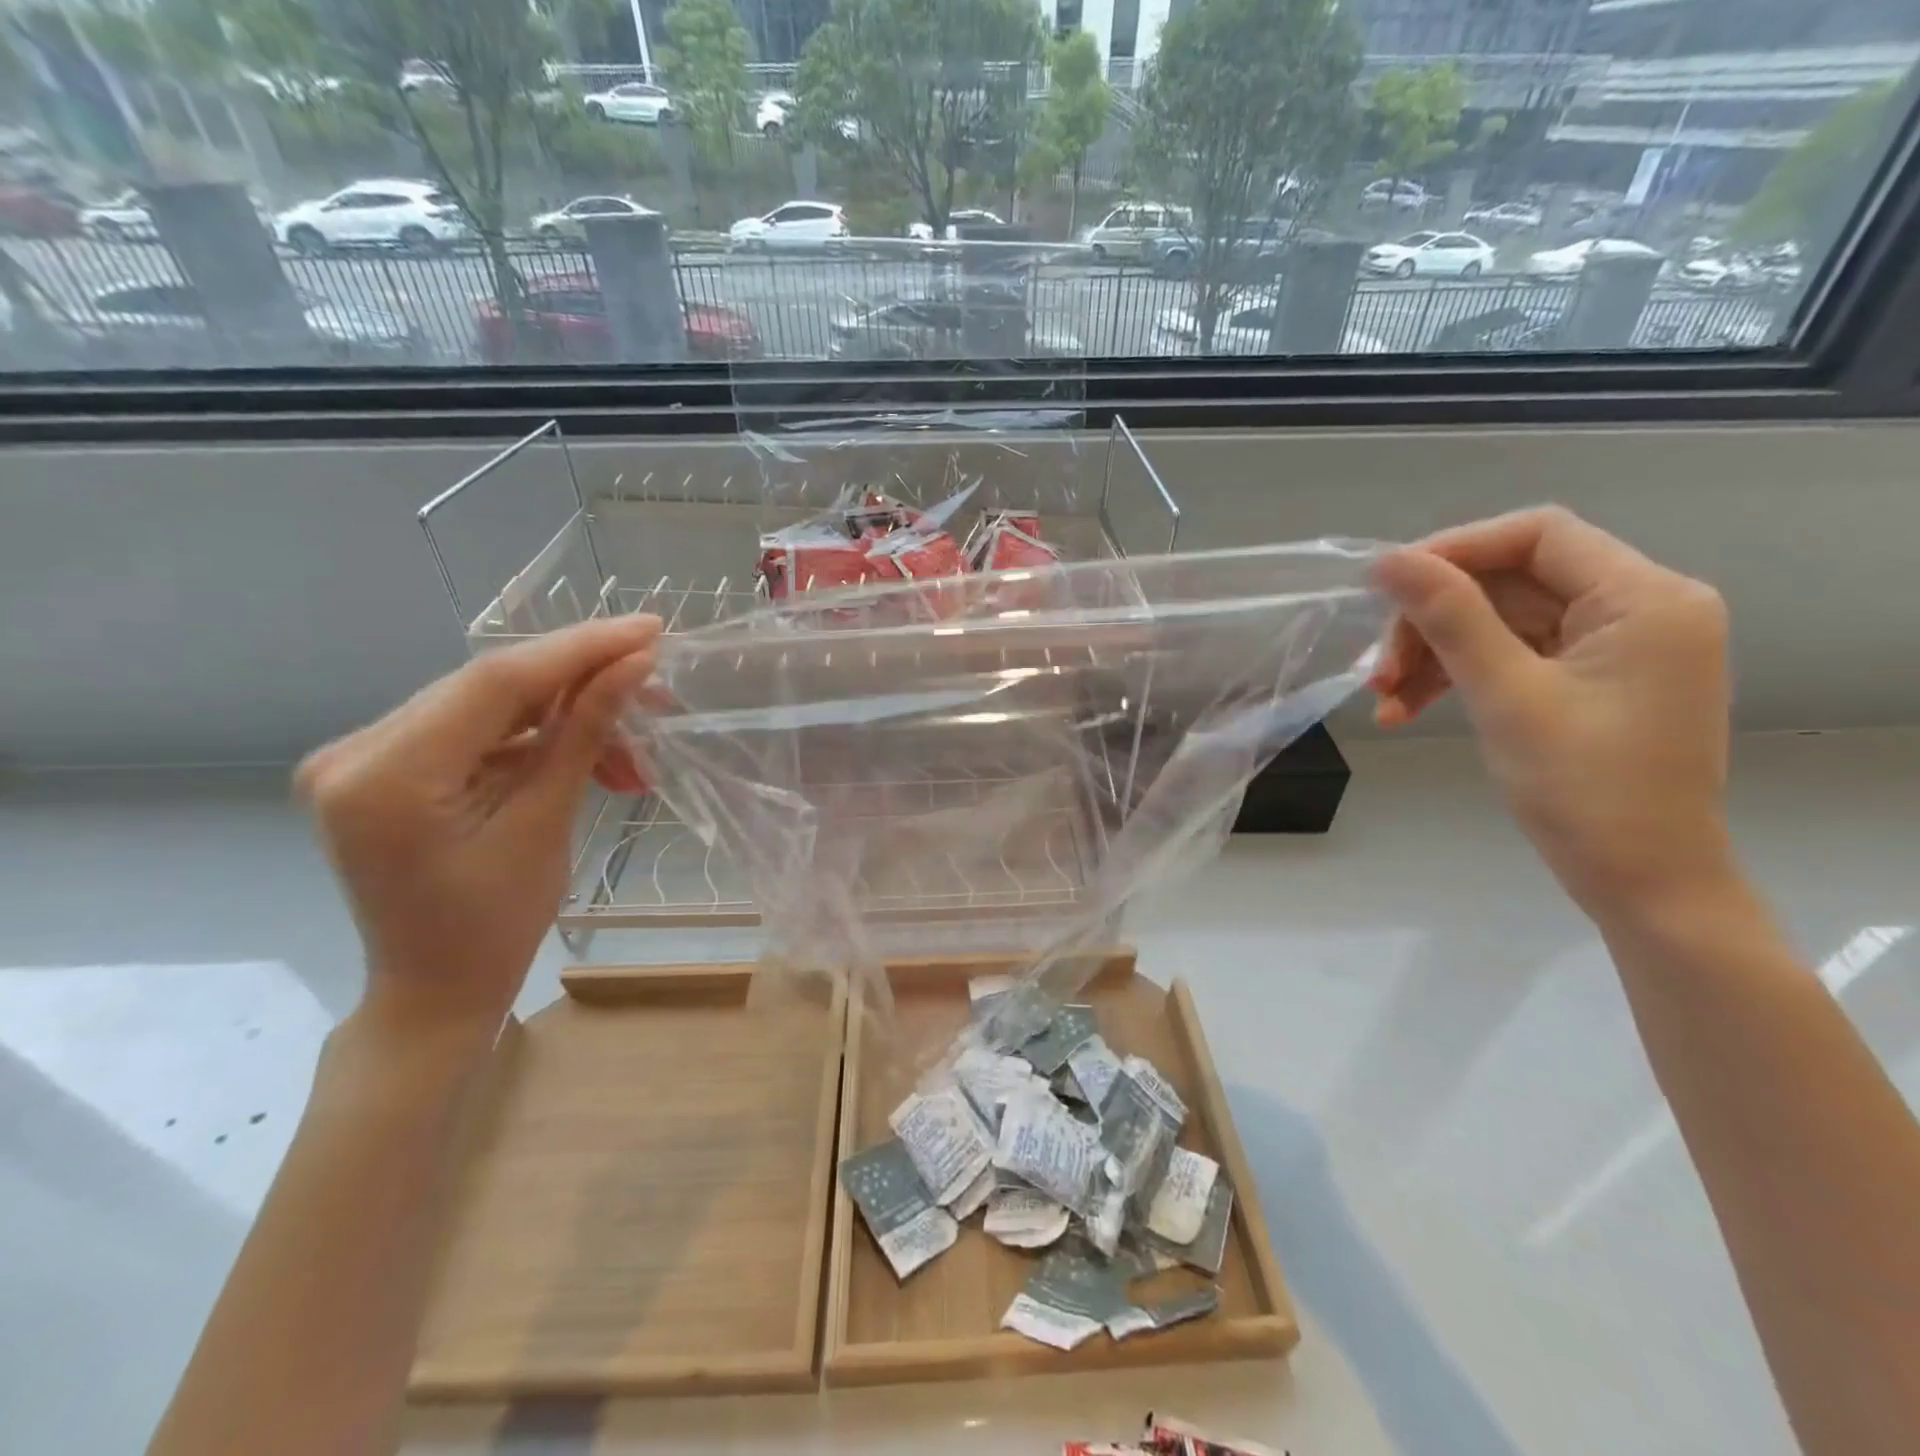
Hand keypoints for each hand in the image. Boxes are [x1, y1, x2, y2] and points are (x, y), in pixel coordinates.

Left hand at [297, 616, 661, 1035]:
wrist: (435, 990)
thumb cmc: (494, 928)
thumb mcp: (545, 824)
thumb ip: (584, 733)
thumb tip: (636, 665)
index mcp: (385, 776)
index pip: (496, 681)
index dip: (581, 649)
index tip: (650, 629)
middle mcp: (355, 751)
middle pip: (491, 688)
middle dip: (583, 684)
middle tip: (656, 690)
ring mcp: (363, 757)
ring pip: (489, 706)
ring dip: (568, 718)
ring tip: (631, 758)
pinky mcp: (384, 767)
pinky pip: (476, 731)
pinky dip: (538, 740)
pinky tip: (590, 762)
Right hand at [1369, 507, 1733, 919]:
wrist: (1641, 883)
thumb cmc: (1585, 790)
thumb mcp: (1506, 696)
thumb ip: (1449, 618)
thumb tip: (1387, 560)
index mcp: (1646, 599)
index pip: (1539, 535)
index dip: (1455, 550)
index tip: (1387, 587)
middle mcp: (1641, 609)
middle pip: (1510, 583)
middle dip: (1434, 622)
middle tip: (1379, 673)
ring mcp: (1616, 647)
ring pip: (1500, 622)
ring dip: (1435, 655)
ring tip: (1384, 702)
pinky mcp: (1591, 679)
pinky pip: (1511, 656)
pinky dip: (1458, 677)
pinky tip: (1408, 711)